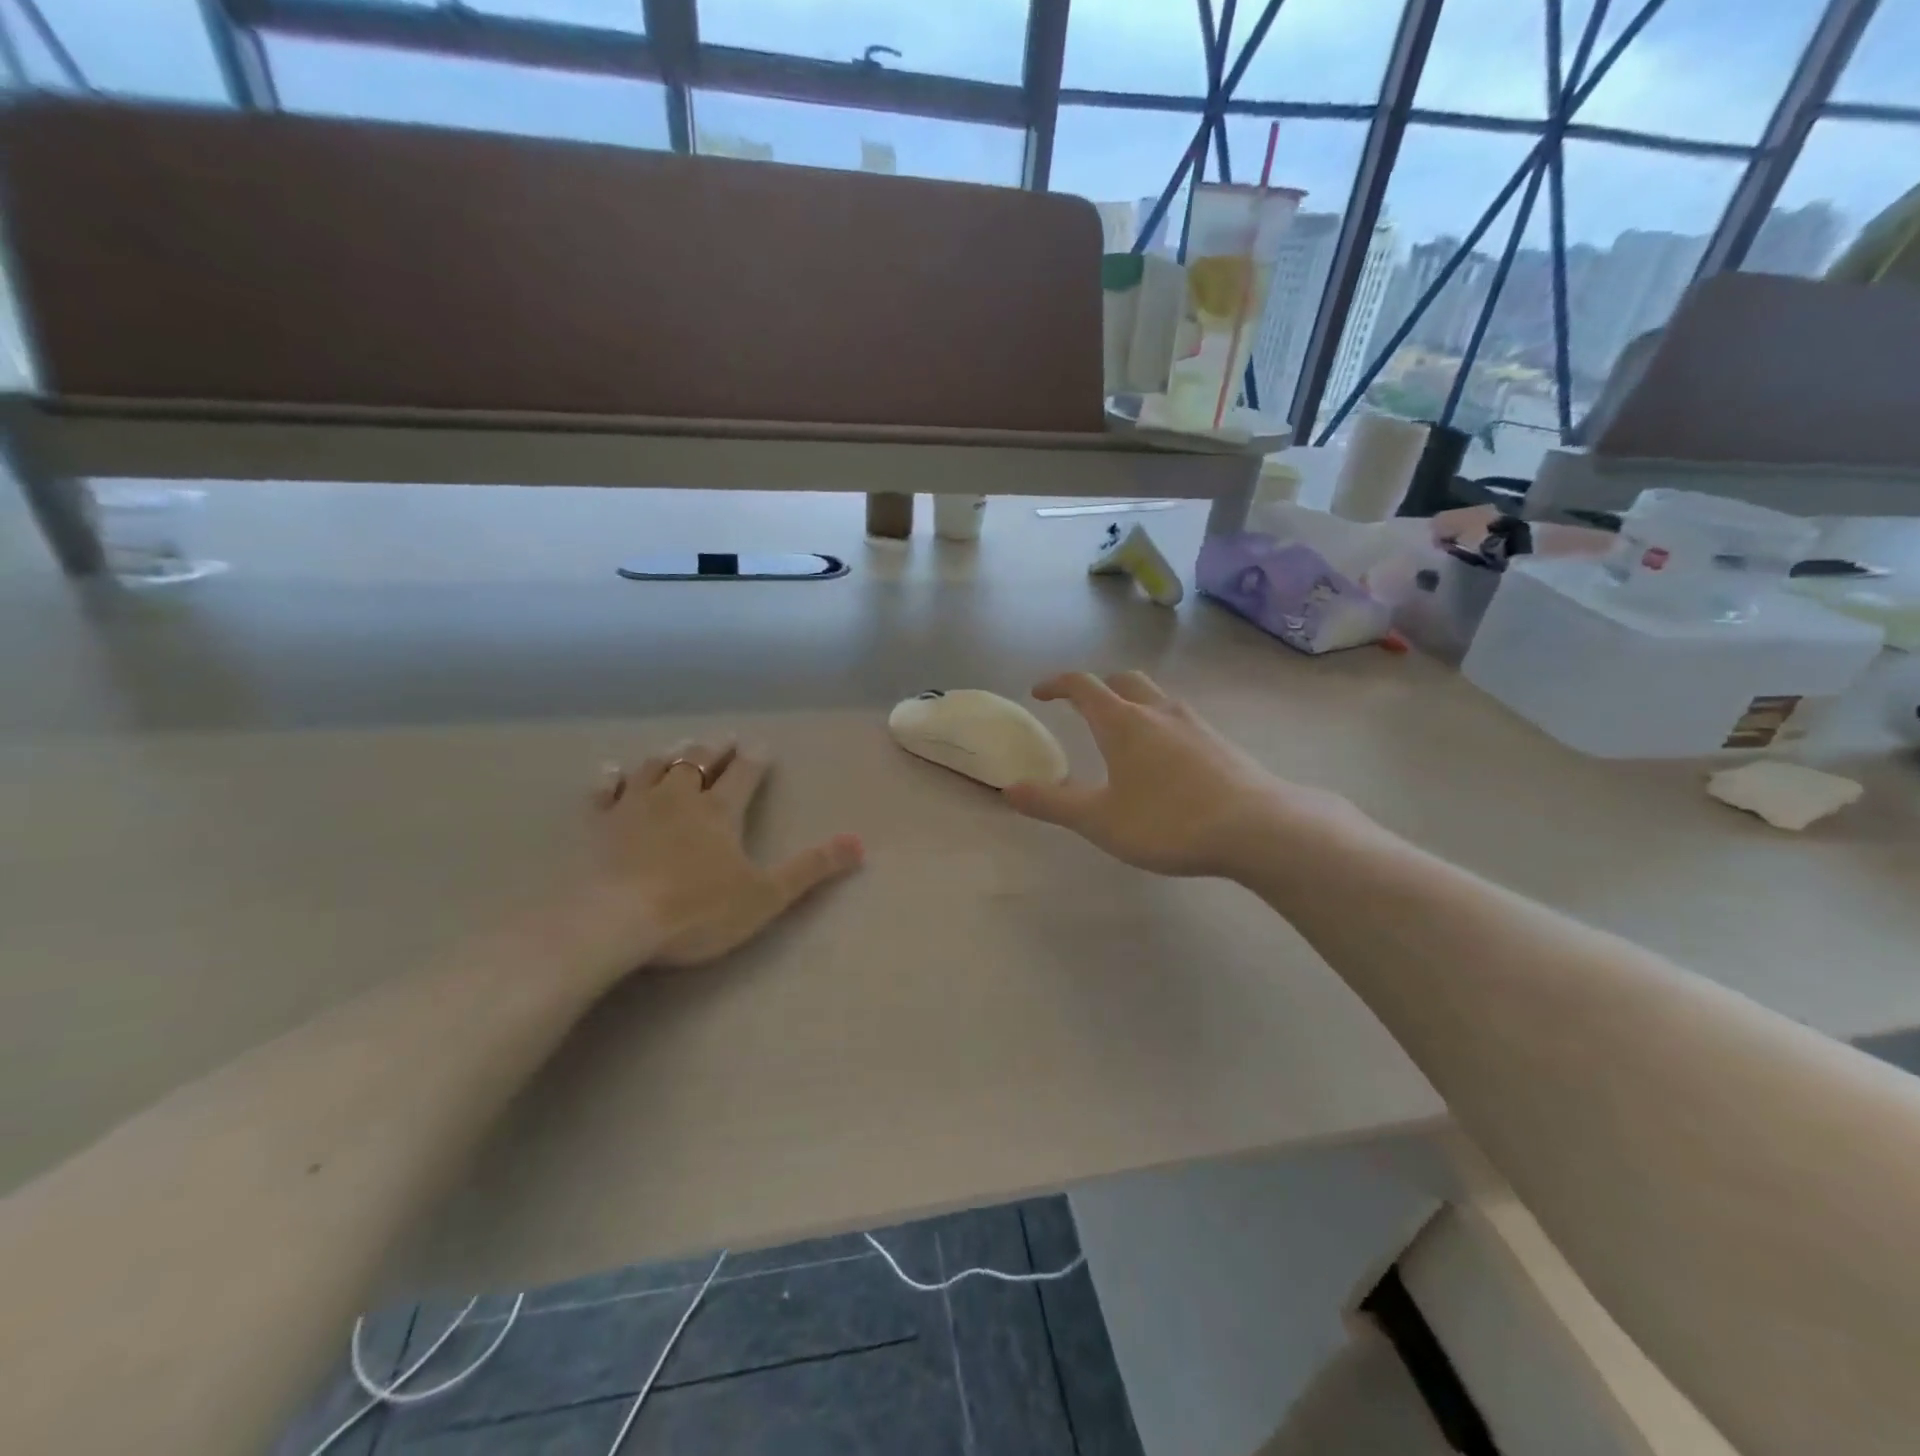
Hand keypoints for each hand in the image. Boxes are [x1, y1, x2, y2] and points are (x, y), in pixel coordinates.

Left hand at [568, 740, 863, 975]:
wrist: (614, 923)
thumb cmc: (697, 910)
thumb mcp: (765, 896)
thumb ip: (811, 868)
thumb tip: (858, 843)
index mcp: (720, 811)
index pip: (743, 773)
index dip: (754, 758)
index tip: (760, 746)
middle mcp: (678, 797)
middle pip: (697, 761)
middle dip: (714, 749)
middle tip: (723, 740)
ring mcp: (634, 806)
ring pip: (654, 767)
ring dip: (670, 755)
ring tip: (679, 748)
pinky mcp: (599, 824)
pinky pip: (606, 791)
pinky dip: (612, 778)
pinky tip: (614, 771)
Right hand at [1002, 671, 1348, 877]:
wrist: (1258, 828)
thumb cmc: (1168, 822)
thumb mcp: (1099, 820)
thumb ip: (1052, 804)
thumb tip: (1009, 789)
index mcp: (1122, 722)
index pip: (1082, 686)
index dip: (1057, 684)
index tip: (1039, 693)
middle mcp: (1158, 711)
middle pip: (1123, 680)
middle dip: (1098, 688)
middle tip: (1082, 708)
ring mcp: (1194, 724)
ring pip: (1156, 697)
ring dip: (1132, 703)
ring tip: (1123, 735)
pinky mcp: (1220, 743)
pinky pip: (1180, 720)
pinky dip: (1160, 725)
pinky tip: (1165, 761)